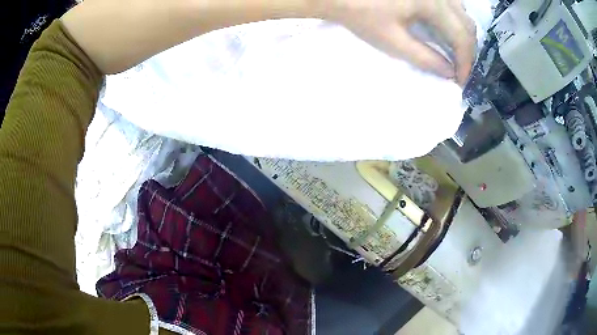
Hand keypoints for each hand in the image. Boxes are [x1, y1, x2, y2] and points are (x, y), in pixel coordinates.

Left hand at [325, 0, 476, 84]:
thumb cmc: (361, 15)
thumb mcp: (393, 41)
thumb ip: (425, 58)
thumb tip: (450, 73)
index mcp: (431, 2)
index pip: (461, 36)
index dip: (465, 62)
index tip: (461, 81)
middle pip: (466, 23)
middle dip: (466, 50)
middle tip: (459, 70)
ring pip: (460, 13)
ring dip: (461, 34)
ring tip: (454, 54)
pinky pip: (449, 5)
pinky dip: (452, 21)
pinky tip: (445, 31)